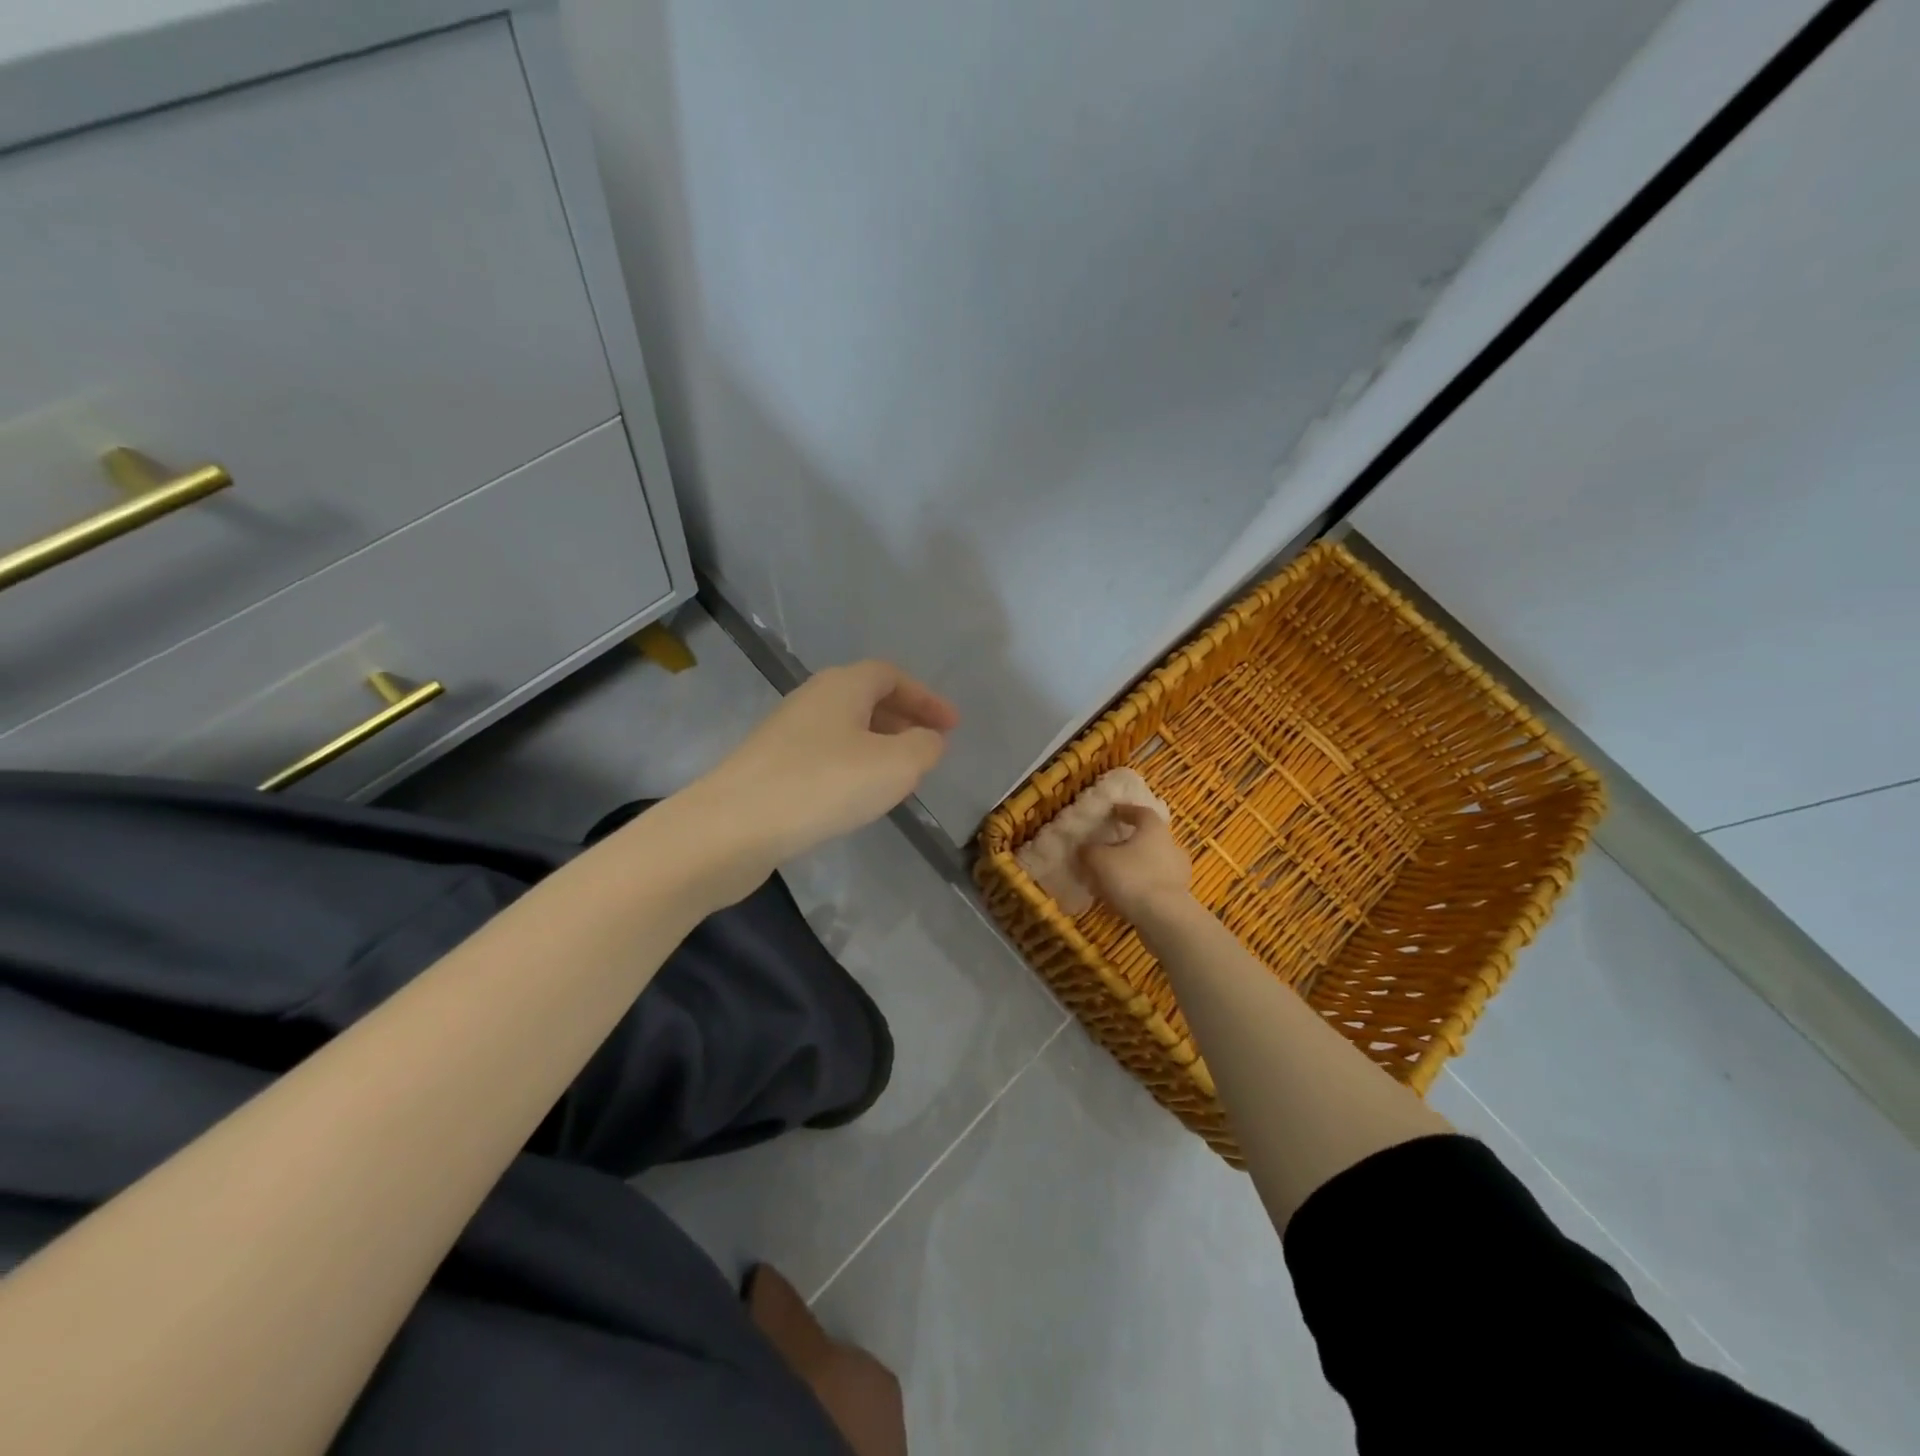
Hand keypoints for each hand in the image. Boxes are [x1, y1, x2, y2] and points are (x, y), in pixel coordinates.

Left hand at [698, 660, 957, 863]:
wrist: (733, 827)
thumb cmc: (823, 785)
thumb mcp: (895, 765)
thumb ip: (923, 747)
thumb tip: (929, 740)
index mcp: (842, 686)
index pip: (891, 675)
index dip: (925, 697)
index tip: (951, 726)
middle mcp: (811, 699)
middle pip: (866, 698)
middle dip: (903, 720)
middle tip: (929, 747)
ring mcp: (785, 733)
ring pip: (844, 729)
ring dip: (878, 745)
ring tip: (899, 775)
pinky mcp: (769, 767)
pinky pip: (824, 755)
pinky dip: (852, 766)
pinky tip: (857, 797)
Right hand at [1080, 804, 1194, 926]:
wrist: (1164, 918)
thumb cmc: (1131, 877)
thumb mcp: (1099, 860)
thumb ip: (1089, 851)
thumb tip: (1084, 848)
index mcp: (1154, 830)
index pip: (1142, 812)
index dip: (1126, 811)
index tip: (1113, 812)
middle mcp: (1171, 847)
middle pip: (1150, 838)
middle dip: (1131, 842)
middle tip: (1112, 848)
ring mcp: (1178, 873)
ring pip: (1153, 863)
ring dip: (1136, 867)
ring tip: (1114, 877)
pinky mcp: (1178, 897)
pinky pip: (1155, 885)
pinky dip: (1140, 887)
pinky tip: (1124, 897)